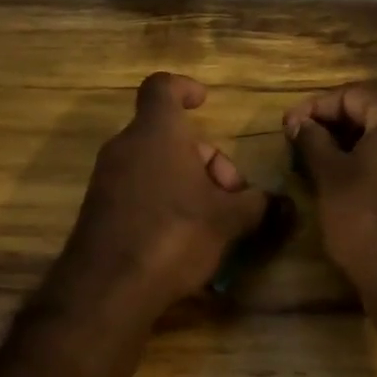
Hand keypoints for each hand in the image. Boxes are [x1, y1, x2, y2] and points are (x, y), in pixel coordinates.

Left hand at [59, 73, 271, 318]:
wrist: (107, 289)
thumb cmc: (173, 234)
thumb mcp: (228, 219)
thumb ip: (255, 204)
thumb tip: (276, 202)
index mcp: (156, 132)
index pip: (162, 87)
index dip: (184, 88)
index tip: (204, 102)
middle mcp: (126, 147)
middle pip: (169, 135)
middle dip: (206, 158)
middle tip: (231, 195)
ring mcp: (108, 179)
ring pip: (155, 164)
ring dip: (188, 182)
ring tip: (214, 221)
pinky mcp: (99, 210)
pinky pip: (138, 190)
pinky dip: (165, 201)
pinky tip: (185, 239)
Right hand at [283, 81, 376, 303]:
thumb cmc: (367, 216)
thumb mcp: (330, 175)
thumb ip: (313, 141)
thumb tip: (299, 122)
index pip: (354, 95)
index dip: (317, 107)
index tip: (290, 126)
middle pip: (375, 113)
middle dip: (335, 125)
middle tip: (302, 142)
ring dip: (354, 146)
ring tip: (321, 164)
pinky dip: (375, 166)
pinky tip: (350, 185)